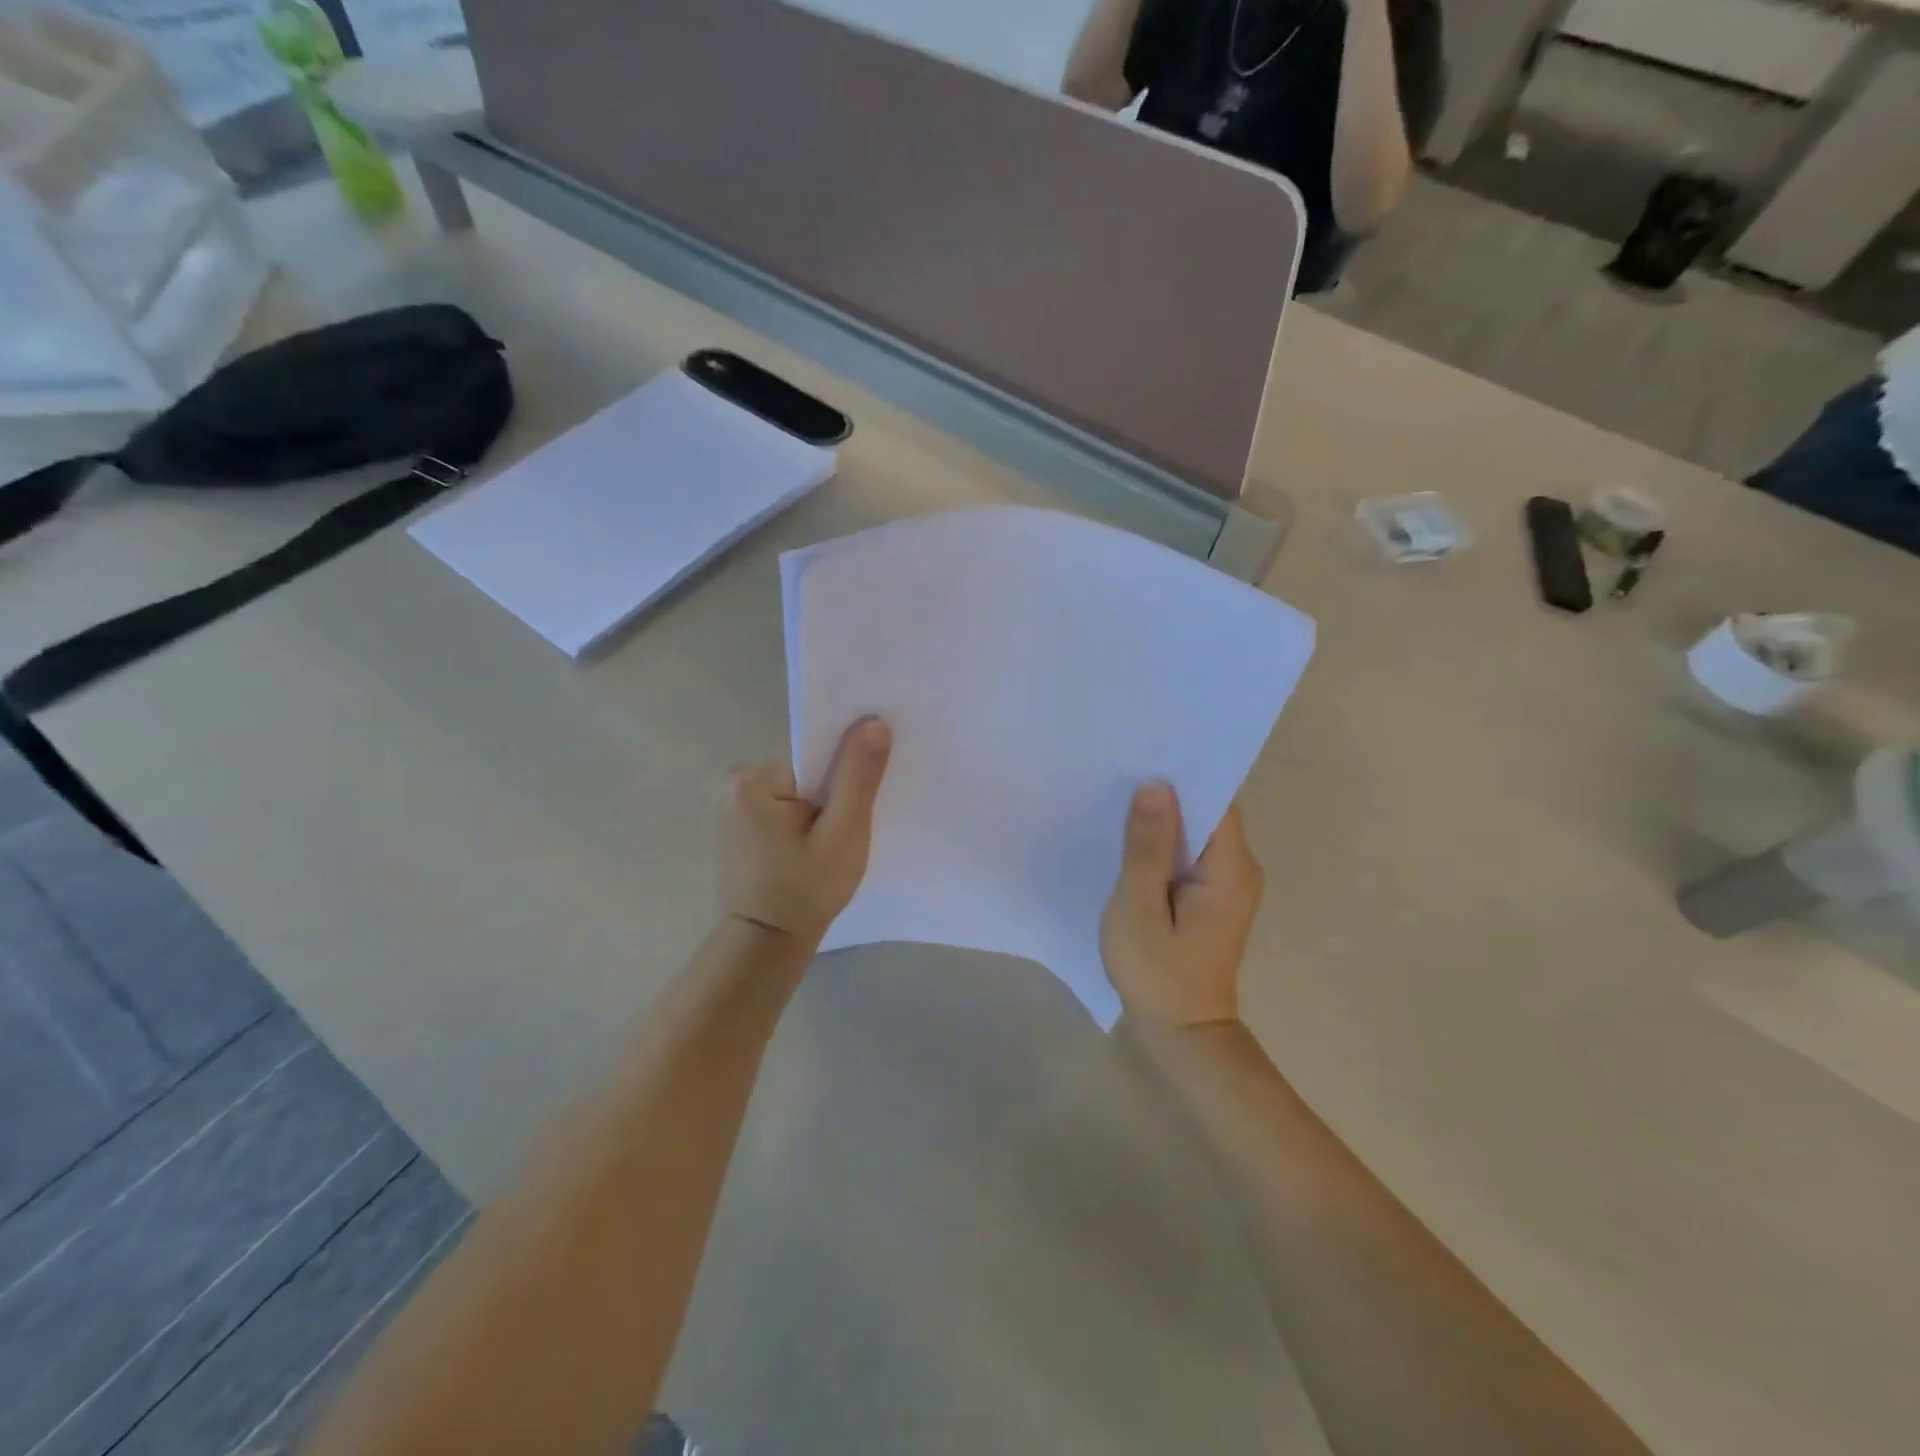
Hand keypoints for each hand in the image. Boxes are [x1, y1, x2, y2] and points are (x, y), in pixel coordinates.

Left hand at [723, 718, 891, 944]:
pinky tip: (818, 840)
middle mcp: (736, 780)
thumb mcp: (844, 832)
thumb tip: (875, 721)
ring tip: (838, 833)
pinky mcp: (740, 821)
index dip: (846, 762)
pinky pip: (784, 802)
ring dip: (821, 802)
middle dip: (833, 786)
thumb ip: (859, 776)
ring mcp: (733, 802)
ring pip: (797, 785)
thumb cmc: (806, 889)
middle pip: (805, 766)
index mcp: (755, 778)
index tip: (872, 779)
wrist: (765, 944)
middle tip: (857, 816)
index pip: (814, 750)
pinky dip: (805, 815)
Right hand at [1100, 783, 1262, 1029]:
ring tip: (1120, 794)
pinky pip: (1189, 853)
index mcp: (1231, 869)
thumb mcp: (1139, 907)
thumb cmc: (1157, 973)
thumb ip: (1146, 848)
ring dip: (1164, 818)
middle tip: (1122, 768)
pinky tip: (1131, 836)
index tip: (1145, 753)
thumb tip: (1155, 786)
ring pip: (1196, 832)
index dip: (1183, 776)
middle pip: (1207, 812)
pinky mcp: (1210, 895)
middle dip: (1169, 793)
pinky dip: (1164, 842)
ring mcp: (1227, 883)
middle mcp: (1239, 869)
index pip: (1216, 801)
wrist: (1182, 1034)